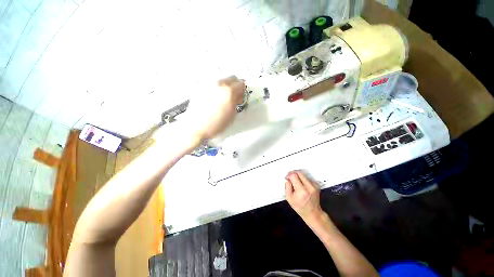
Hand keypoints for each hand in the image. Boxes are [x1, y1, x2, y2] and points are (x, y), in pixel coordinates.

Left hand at [184, 76, 244, 140]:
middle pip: (231, 78)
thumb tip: (237, 96)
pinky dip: (216, 88)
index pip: (241, 83)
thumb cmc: (217, 124)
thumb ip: (236, 102)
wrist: (197, 127)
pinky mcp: (200, 87)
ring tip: (223, 98)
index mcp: (229, 91)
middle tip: (234, 96)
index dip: (242, 91)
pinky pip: (212, 84)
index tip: (241, 98)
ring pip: (221, 80)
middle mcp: (219, 84)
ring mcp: (208, 84)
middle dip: (235, 85)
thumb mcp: (232, 114)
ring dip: (225, 86)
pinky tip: (213, 99)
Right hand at [285, 171, 323, 221]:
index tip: (287, 178)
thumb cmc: (300, 207)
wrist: (313, 213)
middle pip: (299, 173)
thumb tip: (288, 179)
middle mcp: (309, 187)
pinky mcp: (316, 185)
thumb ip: (287, 187)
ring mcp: (314, 186)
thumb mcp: (289, 198)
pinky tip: (301, 185)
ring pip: (303, 174)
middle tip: (290, 178)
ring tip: (295, 183)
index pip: (294, 176)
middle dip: (293, 173)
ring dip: (298, 176)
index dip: (289, 175)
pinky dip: (303, 179)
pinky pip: (307, 178)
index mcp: (301, 190)